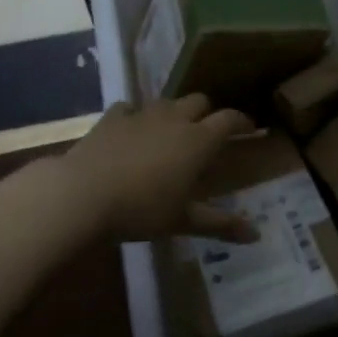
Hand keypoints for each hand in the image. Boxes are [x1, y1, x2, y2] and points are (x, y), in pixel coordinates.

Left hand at [63, 94, 259, 243]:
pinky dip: (136, 116)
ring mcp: (141, 114)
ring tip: (172, 131)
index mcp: (199, 140)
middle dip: (208, 112)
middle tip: (209, 132)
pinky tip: (131, 130)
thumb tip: (256, 235)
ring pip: (167, 102)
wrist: (81, 194)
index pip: (230, 119)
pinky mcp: (112, 118)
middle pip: (200, 101)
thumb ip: (220, 224)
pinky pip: (130, 108)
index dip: (243, 122)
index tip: (251, 129)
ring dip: (175, 112)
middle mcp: (175, 119)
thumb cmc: (141, 209)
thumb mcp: (183, 220)